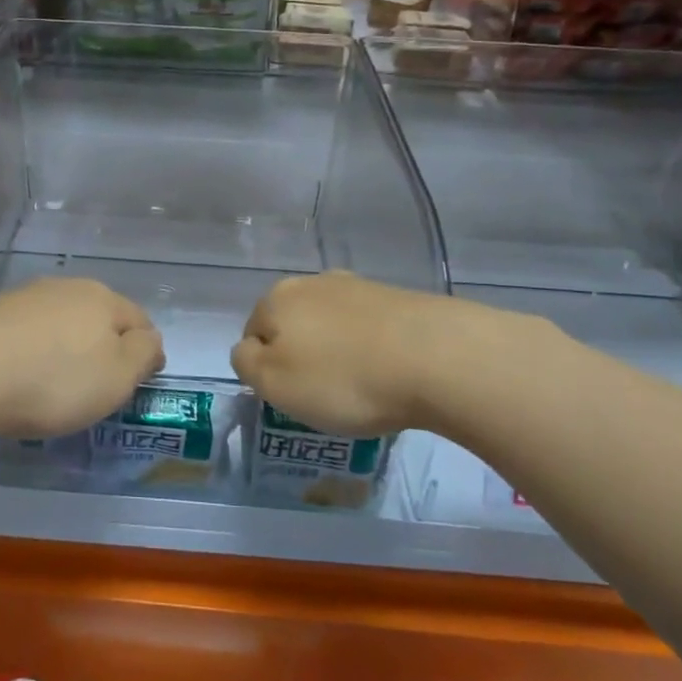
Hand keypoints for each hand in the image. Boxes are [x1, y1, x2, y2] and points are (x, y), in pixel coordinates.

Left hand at [0, 277, 163, 438]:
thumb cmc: (54, 378)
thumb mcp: (117, 377)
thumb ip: (143, 354)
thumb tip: (150, 340)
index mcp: (103, 299)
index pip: (139, 319)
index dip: (145, 349)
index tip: (140, 379)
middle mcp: (66, 288)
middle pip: (98, 315)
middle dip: (103, 344)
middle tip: (98, 383)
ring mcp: (25, 297)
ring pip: (59, 321)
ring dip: (64, 345)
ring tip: (56, 381)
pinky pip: (25, 332)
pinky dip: (31, 350)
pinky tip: (19, 374)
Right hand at [231, 272, 501, 435]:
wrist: (435, 357)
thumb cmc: (343, 378)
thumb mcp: (274, 383)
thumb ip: (246, 363)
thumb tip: (248, 348)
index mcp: (276, 299)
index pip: (252, 335)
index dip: (267, 371)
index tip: (293, 398)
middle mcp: (312, 283)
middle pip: (293, 326)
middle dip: (302, 357)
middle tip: (324, 396)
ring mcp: (357, 286)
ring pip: (331, 326)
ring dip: (337, 353)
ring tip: (361, 388)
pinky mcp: (396, 297)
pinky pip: (367, 329)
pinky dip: (370, 350)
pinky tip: (388, 373)